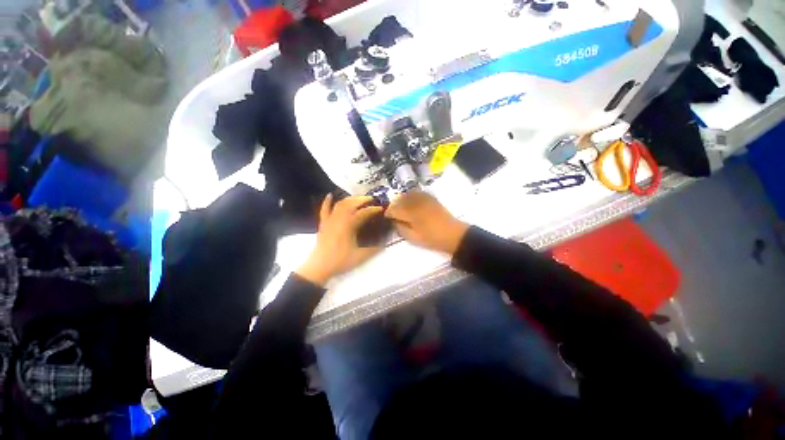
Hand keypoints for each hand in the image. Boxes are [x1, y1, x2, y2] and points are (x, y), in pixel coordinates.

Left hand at [296, 194, 384, 285]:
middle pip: (351, 204)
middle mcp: (339, 219)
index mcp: (349, 225)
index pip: (363, 213)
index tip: (381, 208)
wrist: (319, 267)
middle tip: (371, 199)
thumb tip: (385, 244)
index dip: (373, 209)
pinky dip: (327, 201)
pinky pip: (324, 210)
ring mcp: (330, 220)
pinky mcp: (323, 224)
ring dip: (349, 199)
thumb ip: (374, 249)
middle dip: (362, 199)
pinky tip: (330, 195)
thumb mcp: (360, 256)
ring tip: (358, 198)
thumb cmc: (340, 261)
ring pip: (339, 204)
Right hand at [385, 191, 468, 254]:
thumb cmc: (432, 239)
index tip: (386, 217)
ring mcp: (425, 198)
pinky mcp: (431, 197)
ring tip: (401, 208)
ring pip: (408, 194)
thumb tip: (393, 221)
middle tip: (392, 213)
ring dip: (401, 200)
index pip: (394, 209)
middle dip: (394, 205)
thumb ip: (401, 228)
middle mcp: (417, 203)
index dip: (388, 213)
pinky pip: (417, 192)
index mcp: (412, 214)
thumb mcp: (413, 238)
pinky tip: (411, 202)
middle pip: (400, 200)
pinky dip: (411, 196)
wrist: (453, 234)